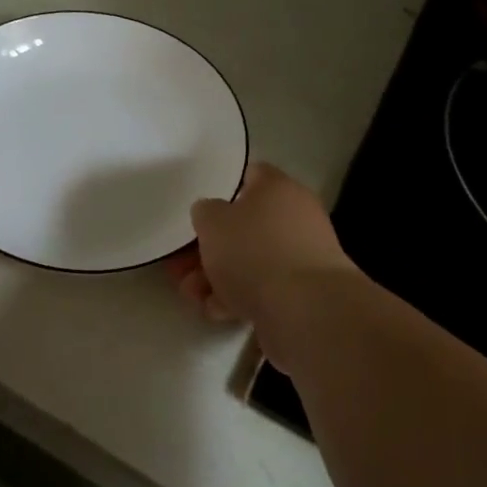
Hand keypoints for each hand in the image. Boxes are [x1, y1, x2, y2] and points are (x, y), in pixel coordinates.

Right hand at [164, 164, 354, 365]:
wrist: (306, 310)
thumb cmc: (254, 252)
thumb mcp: (212, 222)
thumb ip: (206, 212)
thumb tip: (212, 213)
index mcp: (277, 188)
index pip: (250, 175)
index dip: (222, 189)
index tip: (199, 211)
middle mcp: (295, 217)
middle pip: (245, 225)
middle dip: (210, 247)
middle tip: (180, 265)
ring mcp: (302, 256)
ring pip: (251, 260)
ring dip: (217, 276)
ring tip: (192, 295)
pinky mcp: (303, 292)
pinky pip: (264, 288)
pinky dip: (238, 297)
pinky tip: (216, 311)